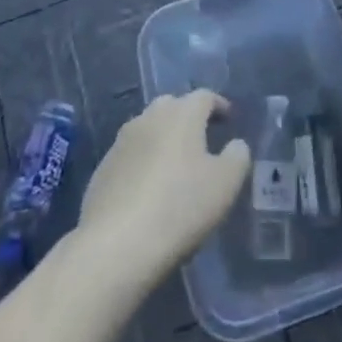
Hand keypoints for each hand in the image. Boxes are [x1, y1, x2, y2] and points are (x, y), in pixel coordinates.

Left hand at [78, 90, 248, 284]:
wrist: (116, 244)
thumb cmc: (180, 207)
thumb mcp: (225, 184)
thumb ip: (237, 156)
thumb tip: (235, 144)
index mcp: (181, 114)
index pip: (204, 97)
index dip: (219, 105)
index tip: (229, 119)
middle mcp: (150, 117)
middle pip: (172, 106)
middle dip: (188, 117)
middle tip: (202, 139)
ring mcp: (121, 141)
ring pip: (148, 129)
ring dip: (163, 139)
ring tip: (175, 164)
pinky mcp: (103, 168)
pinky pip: (131, 155)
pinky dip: (143, 162)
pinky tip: (149, 188)